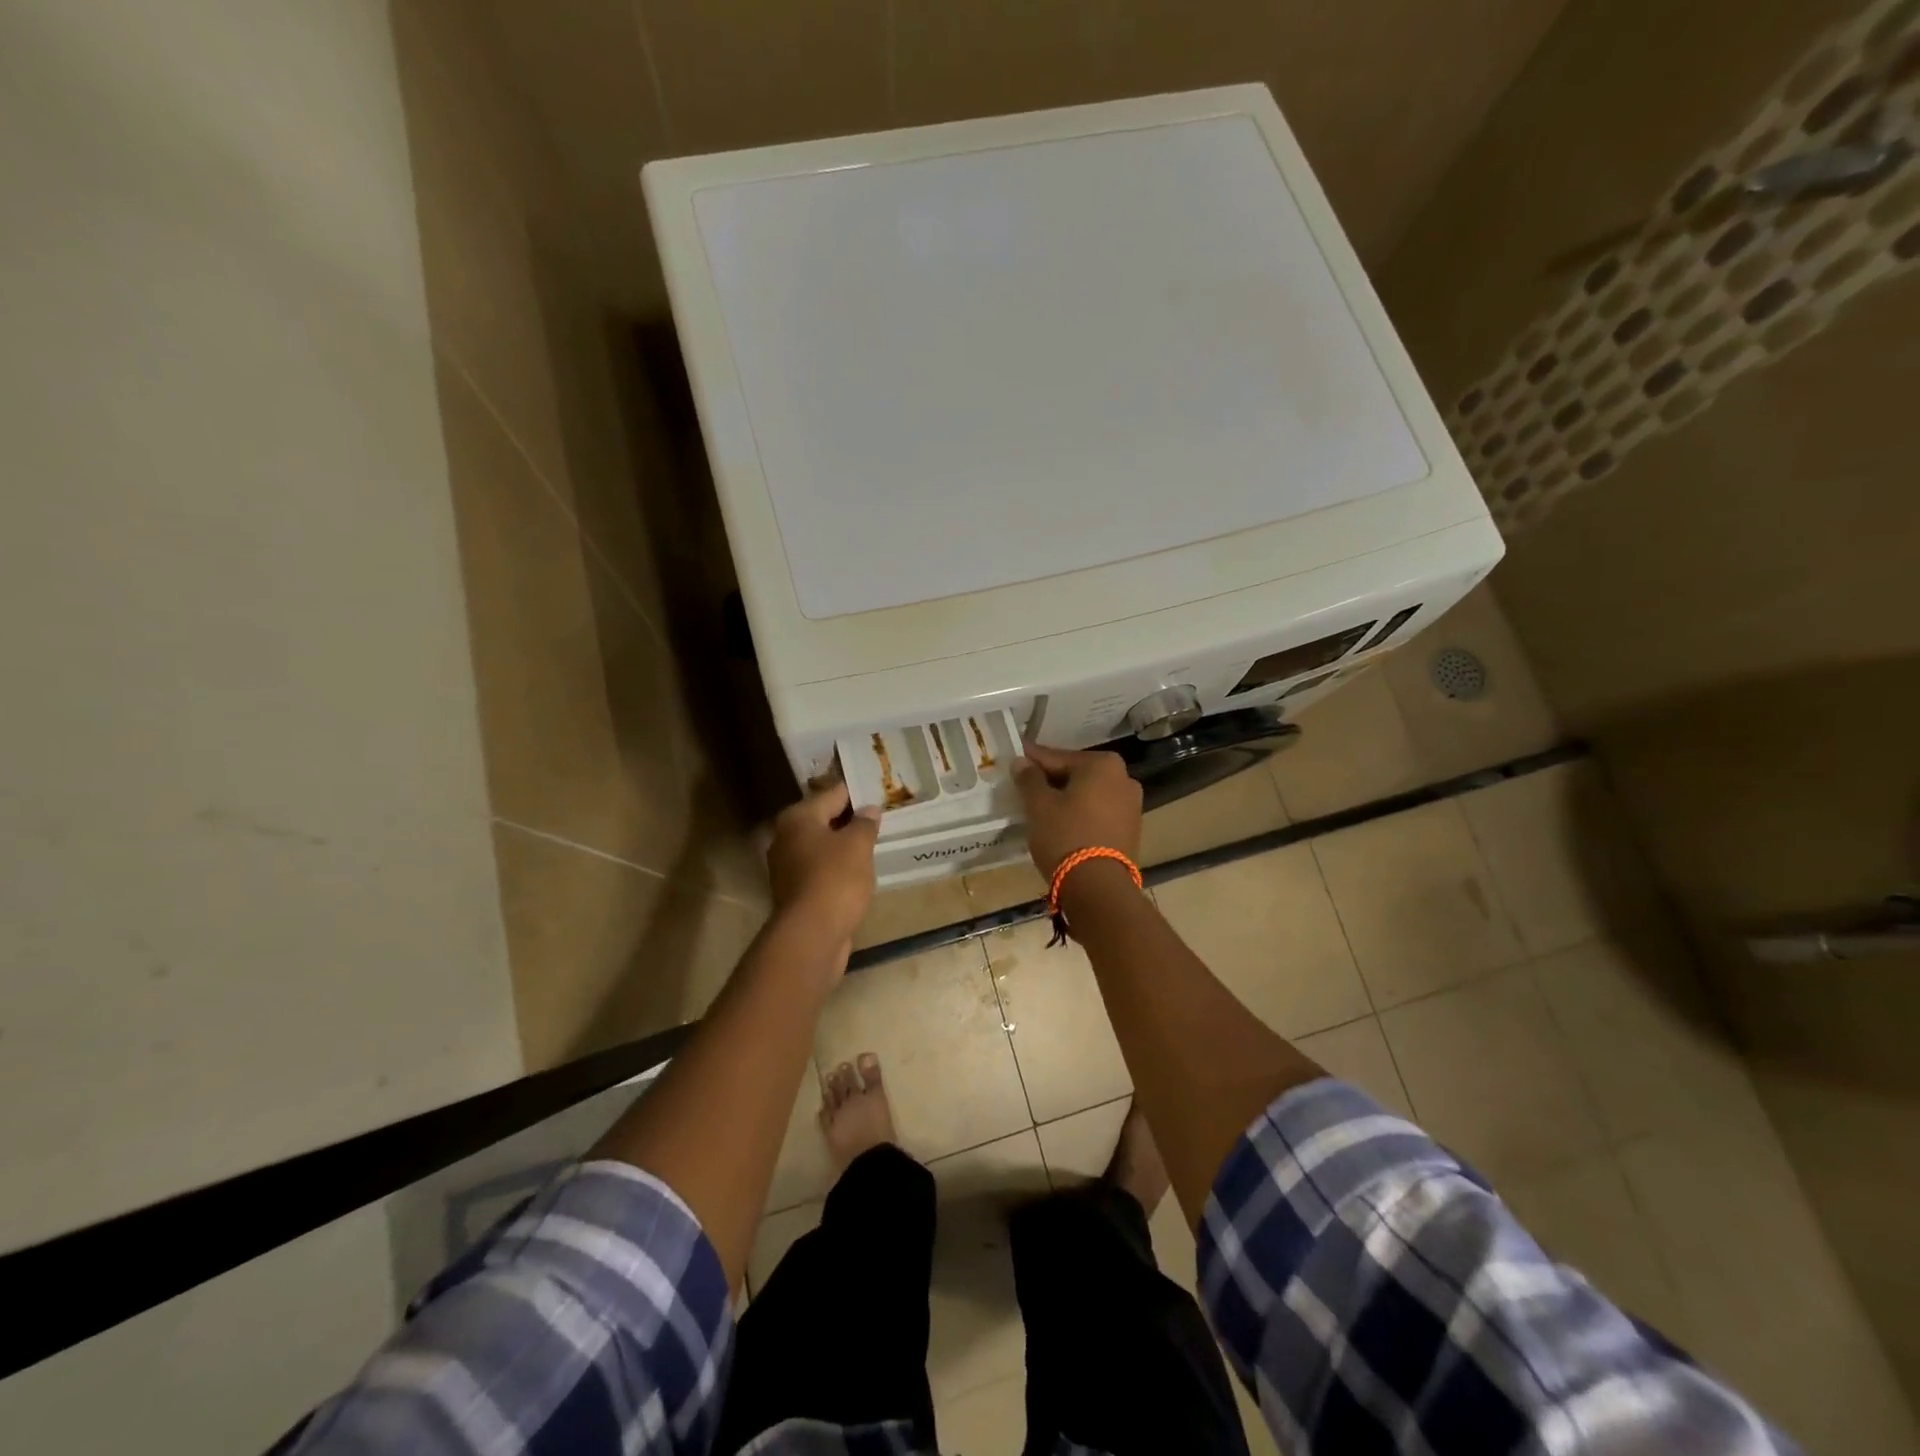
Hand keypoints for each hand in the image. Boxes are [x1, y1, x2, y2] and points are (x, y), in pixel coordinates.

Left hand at [767, 781, 881, 949]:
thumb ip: (865, 823)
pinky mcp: (794, 892)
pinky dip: (837, 868)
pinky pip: (820, 870)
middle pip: (823, 820)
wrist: (811, 935)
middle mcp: (785, 838)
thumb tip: (868, 809)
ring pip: (821, 847)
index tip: (877, 792)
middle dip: (849, 820)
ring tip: (872, 845)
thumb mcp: (858, 845)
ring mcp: (786, 867)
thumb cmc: (835, 879)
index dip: (856, 792)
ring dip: (842, 846)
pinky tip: (857, 873)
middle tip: (879, 818)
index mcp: (797, 818)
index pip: (831, 794)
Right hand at [1011, 742, 1142, 879]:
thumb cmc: (1065, 836)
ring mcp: (1131, 805)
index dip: (1032, 761)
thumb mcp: (1039, 805)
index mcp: (1103, 764)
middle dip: (1051, 780)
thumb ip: (1029, 779)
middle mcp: (1124, 778)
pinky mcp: (1131, 830)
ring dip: (1066, 798)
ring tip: (1041, 808)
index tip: (1015, 759)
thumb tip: (1022, 762)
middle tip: (1024, 786)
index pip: (1057, 757)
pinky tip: (1062, 824)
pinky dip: (1080, 814)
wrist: (1098, 887)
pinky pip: (1098, 813)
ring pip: (1088, 794)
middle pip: (1076, 774)